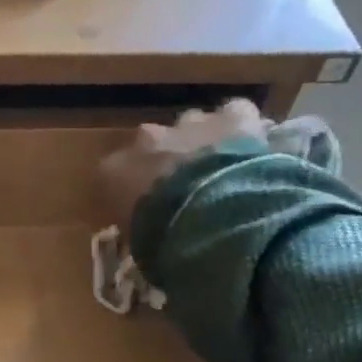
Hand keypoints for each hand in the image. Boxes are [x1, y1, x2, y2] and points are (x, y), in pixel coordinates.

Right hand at [98, 99, 267, 232]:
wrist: (213, 219)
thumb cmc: (165, 241)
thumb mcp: (140, 247)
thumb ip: (140, 232)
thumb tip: (150, 239)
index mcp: (114, 172)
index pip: (113, 175)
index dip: (131, 190)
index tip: (143, 209)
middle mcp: (147, 139)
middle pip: (153, 144)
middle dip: (166, 161)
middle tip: (183, 189)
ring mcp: (190, 123)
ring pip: (192, 125)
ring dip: (201, 143)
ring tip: (217, 171)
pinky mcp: (232, 117)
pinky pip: (234, 114)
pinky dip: (239, 128)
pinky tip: (248, 148)